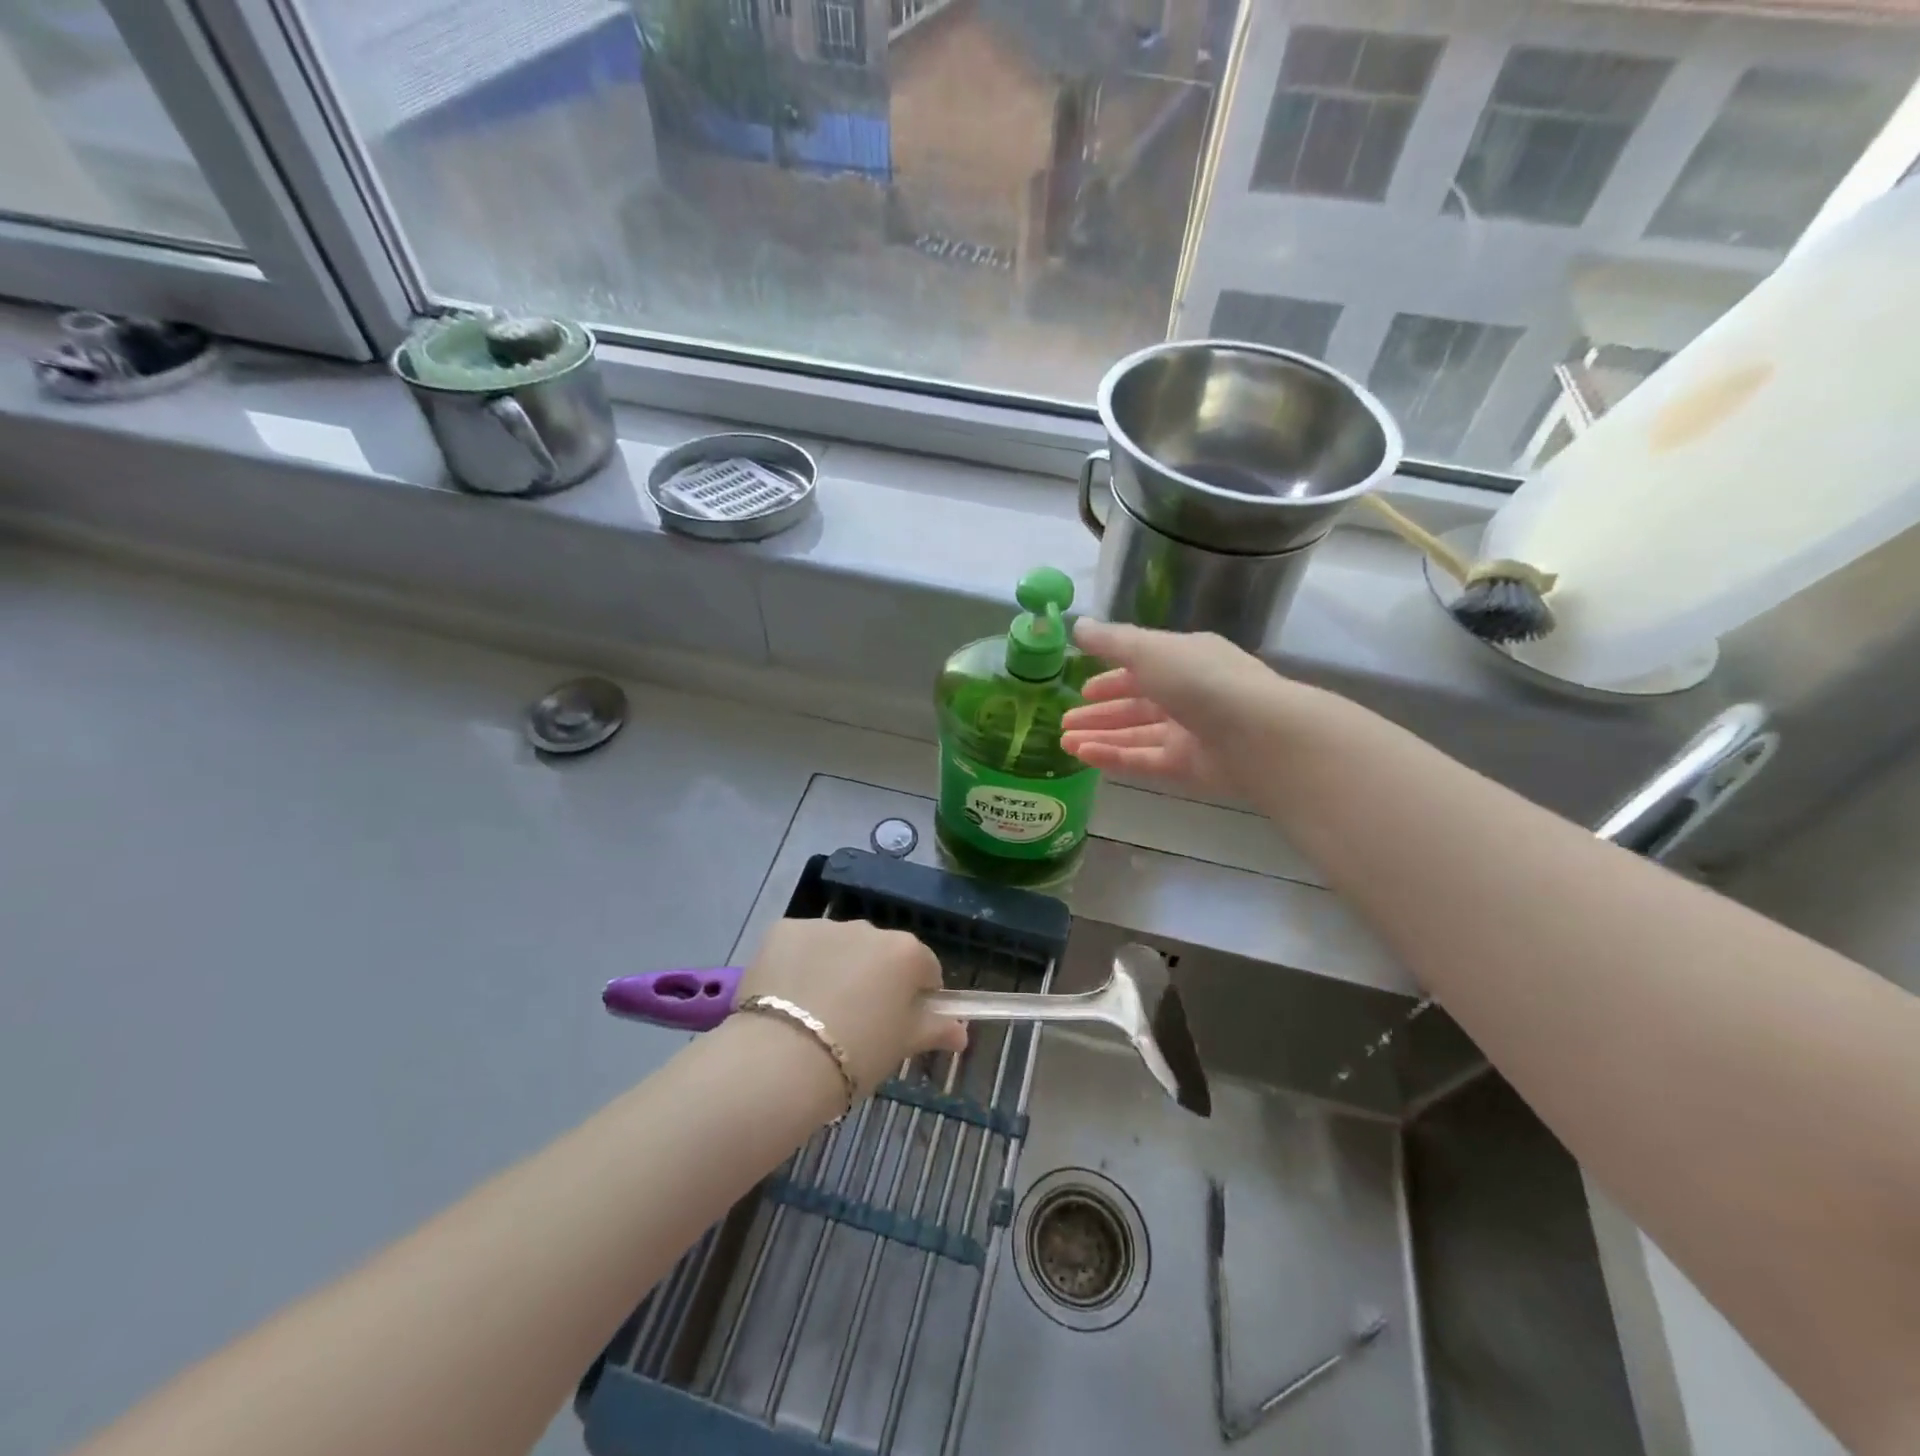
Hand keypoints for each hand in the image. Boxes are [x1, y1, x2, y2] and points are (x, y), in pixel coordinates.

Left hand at [738, 918, 967, 1095]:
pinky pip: (801, 945)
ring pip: (839, 946)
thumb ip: (936, 1029)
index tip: (901, 1023)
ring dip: (836, 968)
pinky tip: (787, 998)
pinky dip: (798, 964)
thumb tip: (962, 1032)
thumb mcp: (902, 1046)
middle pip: (880, 953)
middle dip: (875, 978)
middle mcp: (868, 928)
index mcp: (905, 952)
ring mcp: (824, 926)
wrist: (782, 1059)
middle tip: (857, 1022)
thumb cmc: (858, 1054)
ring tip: (815, 1013)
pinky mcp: (784, 929)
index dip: (917, 996)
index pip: (925, 968)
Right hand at [1061, 620, 1304, 795]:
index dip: (1111, 677)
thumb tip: (1078, 625)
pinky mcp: (1189, 767)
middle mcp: (1189, 694)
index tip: (1083, 689)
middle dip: (1100, 712)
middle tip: (1064, 722)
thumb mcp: (1148, 650)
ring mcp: (1190, 733)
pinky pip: (1144, 760)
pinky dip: (1114, 757)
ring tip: (1064, 742)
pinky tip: (1083, 756)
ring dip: (1100, 736)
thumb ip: (1111, 641)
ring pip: (1137, 735)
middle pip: (1137, 705)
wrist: (1257, 734)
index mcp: (1186, 658)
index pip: (1143, 667)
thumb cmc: (1200, 679)